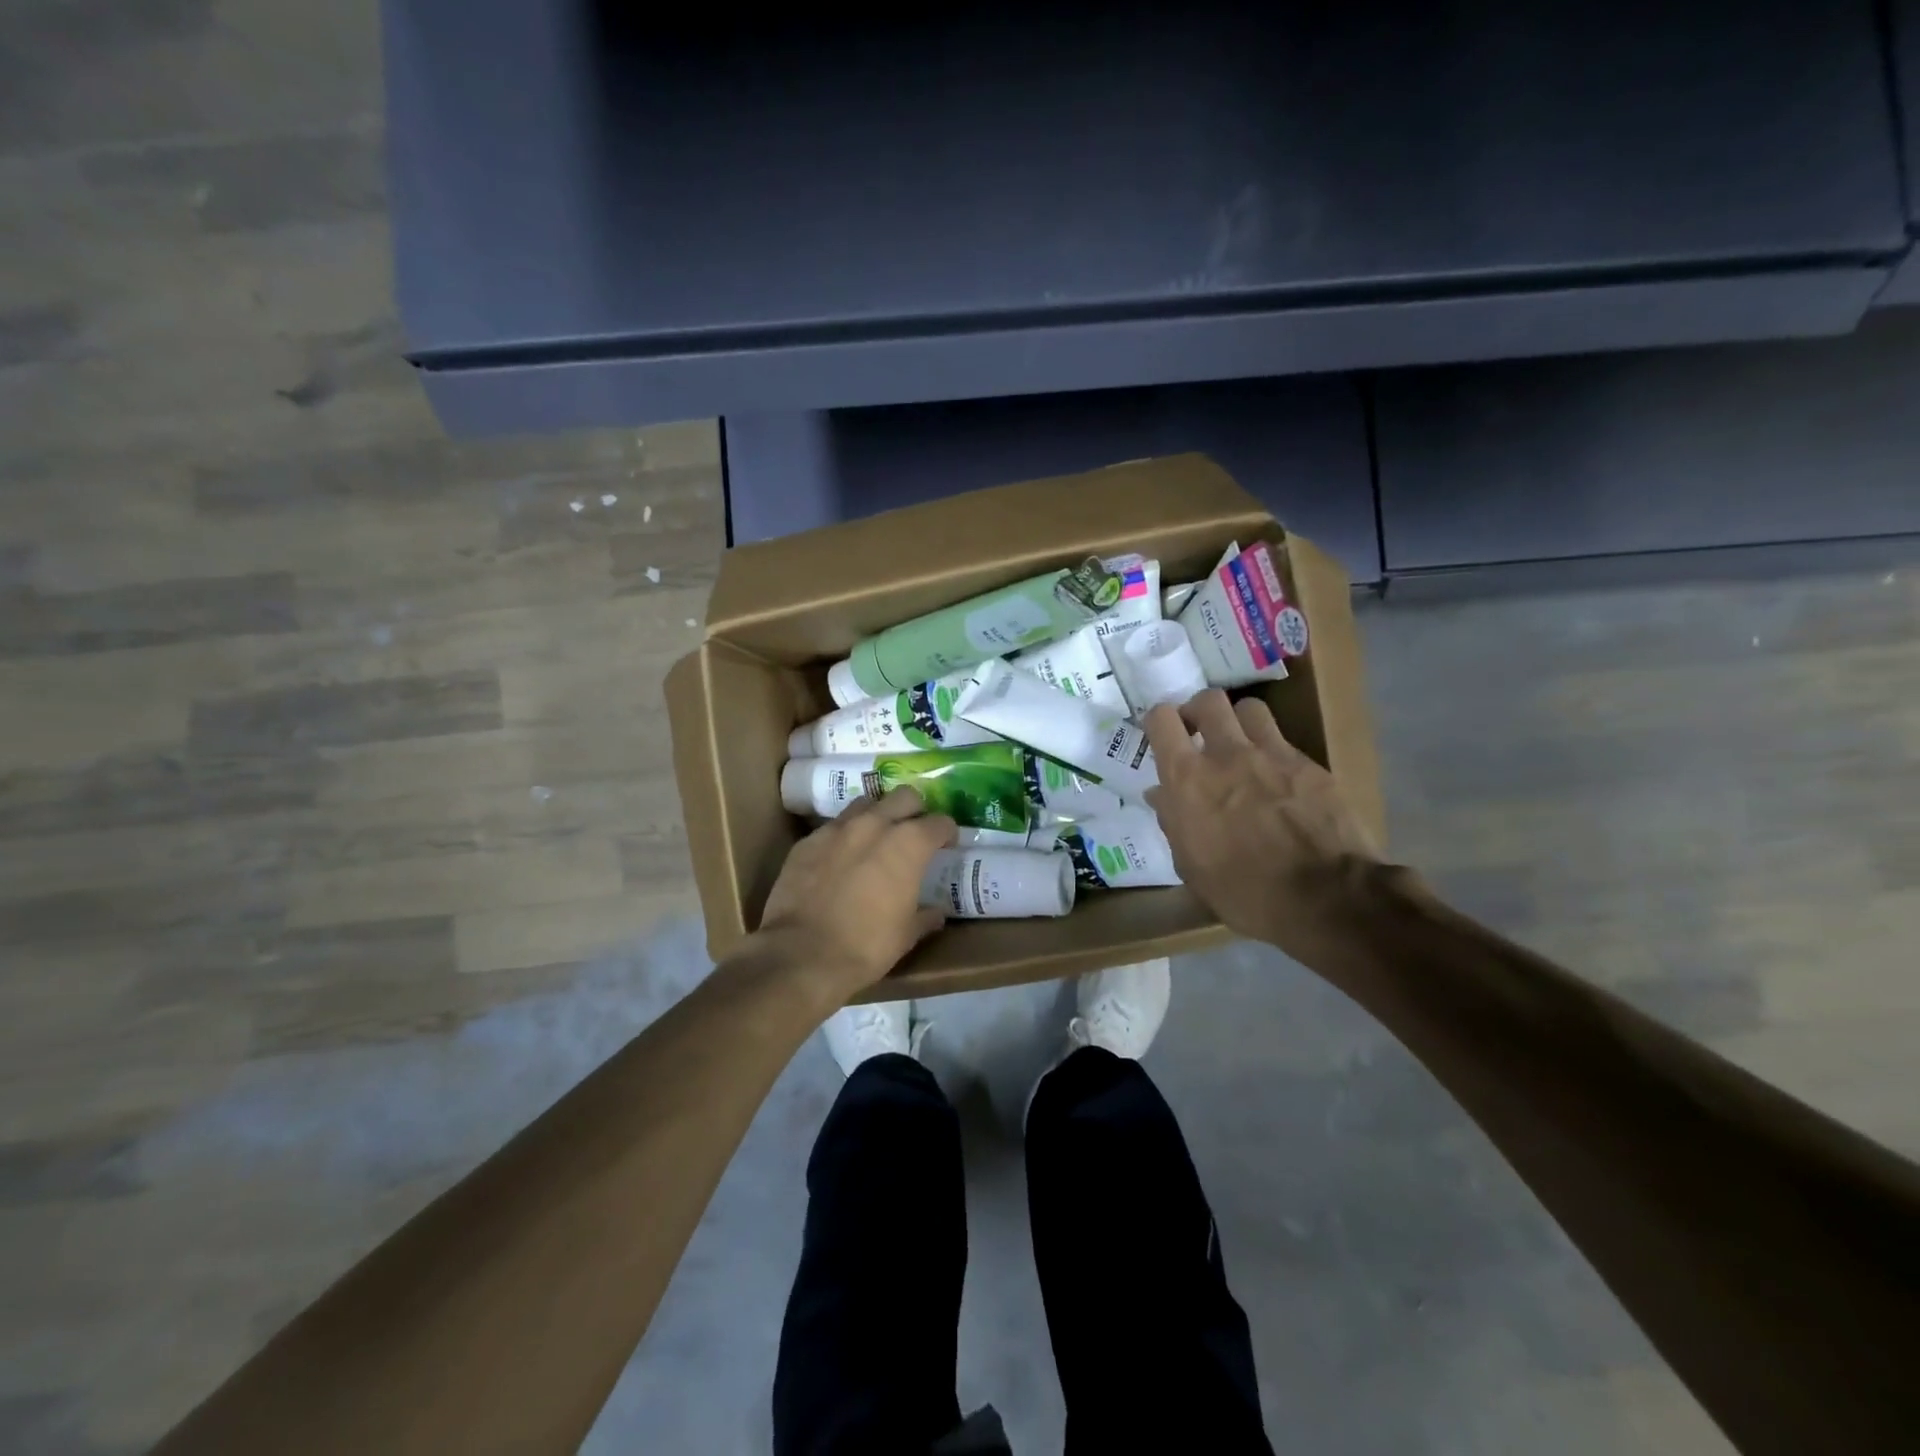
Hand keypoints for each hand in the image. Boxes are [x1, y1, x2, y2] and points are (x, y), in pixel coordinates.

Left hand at [757, 787, 957, 997]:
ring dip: (877, 815)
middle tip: (914, 833)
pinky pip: (834, 826)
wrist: (801, 954)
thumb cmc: (866, 945)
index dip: (947, 833)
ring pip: (866, 803)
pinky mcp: (808, 840)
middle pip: (904, 797)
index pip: (940, 822)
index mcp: (908, 844)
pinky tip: (842, 858)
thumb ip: (925, 916)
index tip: (948, 845)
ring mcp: (837, 828)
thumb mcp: (906, 935)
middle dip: (914, 810)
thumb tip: (936, 912)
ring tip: (877, 838)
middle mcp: (875, 824)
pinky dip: (845, 836)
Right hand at [1143, 691, 1382, 958]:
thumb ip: (1173, 822)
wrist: (1326, 897)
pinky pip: (1284, 741)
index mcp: (1188, 779)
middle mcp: (1227, 754)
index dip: (1159, 722)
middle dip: (1200, 711)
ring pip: (1250, 709)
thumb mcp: (1192, 866)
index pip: (1161, 719)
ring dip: (1239, 722)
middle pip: (1208, 700)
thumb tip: (1160, 795)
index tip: (1163, 737)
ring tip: (1241, 746)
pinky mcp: (1310, 765)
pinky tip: (1278, 779)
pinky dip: (1273, 752)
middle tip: (1200, 734)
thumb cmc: (1245, 892)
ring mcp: (1273, 755)